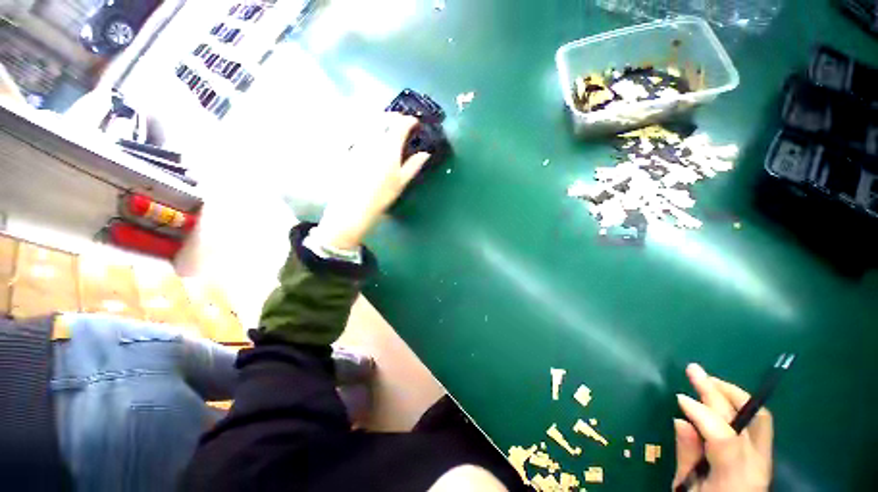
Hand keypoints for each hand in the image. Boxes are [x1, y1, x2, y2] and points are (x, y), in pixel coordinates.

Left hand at [314, 112, 429, 249]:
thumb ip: (414, 165)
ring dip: (380, 118)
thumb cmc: (382, 195)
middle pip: (383, 118)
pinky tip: (369, 134)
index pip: (400, 125)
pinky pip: (358, 129)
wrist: (354, 204)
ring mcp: (358, 142)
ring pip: (369, 121)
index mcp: (389, 147)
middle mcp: (373, 139)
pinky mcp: (348, 147)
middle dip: (394, 116)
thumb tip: (426, 154)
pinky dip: (367, 126)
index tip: (415, 123)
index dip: (409, 121)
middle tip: (401, 121)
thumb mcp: (401, 182)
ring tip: (386, 123)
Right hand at [673, 364, 772, 491]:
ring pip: (759, 416)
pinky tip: (720, 398)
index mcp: (735, 478)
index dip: (702, 414)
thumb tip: (681, 419)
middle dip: (717, 391)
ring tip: (708, 380)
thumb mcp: (687, 488)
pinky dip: (738, 404)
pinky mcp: (764, 454)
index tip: (679, 398)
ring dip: (732, 393)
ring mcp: (765, 458)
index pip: (724, 438)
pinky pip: (757, 422)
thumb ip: (687, 455)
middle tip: (694, 370)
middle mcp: (756, 464)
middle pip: (745, 420)